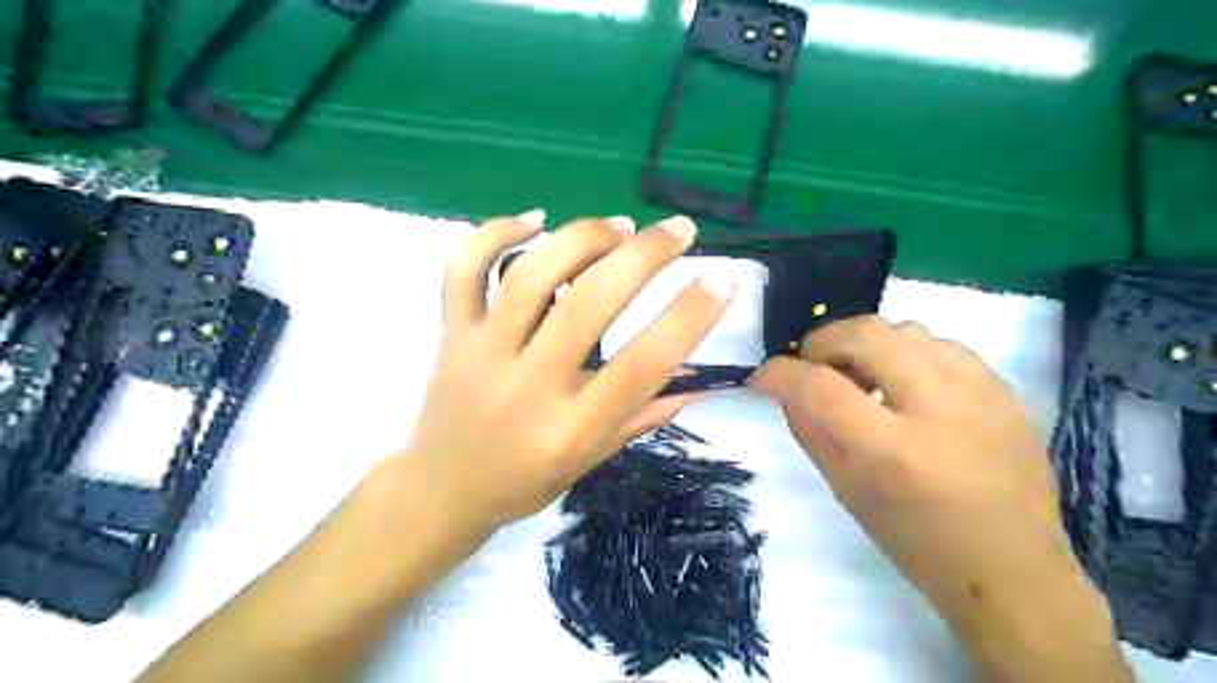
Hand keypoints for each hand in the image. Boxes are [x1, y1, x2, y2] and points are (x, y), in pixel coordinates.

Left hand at [401, 214, 730, 539]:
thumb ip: (641, 416)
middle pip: (587, 305)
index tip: (720, 282)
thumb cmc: (523, 482)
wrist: (441, 491)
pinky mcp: (450, 334)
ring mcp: (481, 354)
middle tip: (678, 231)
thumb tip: (697, 378)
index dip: (687, 319)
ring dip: (581, 239)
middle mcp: (527, 387)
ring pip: (529, 276)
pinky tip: (534, 218)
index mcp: (569, 429)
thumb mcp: (590, 461)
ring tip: (619, 226)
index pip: (640, 366)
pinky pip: (463, 270)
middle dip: (642, 256)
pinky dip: (495, 233)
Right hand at [753, 316, 1131, 681]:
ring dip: (866, 342)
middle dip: (823, 341)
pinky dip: (907, 351)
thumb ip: (809, 430)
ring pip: (905, 330)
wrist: (1012, 570)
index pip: (819, 386)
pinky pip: (942, 344)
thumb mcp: (845, 490)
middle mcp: (938, 410)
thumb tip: (784, 387)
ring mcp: (981, 394)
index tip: (762, 377)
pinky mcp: (1006, 390)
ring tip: (858, 372)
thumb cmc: (915, 542)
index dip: (779, 373)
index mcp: (892, 451)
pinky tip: (903, 381)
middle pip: (866, 335)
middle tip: (811, 364)